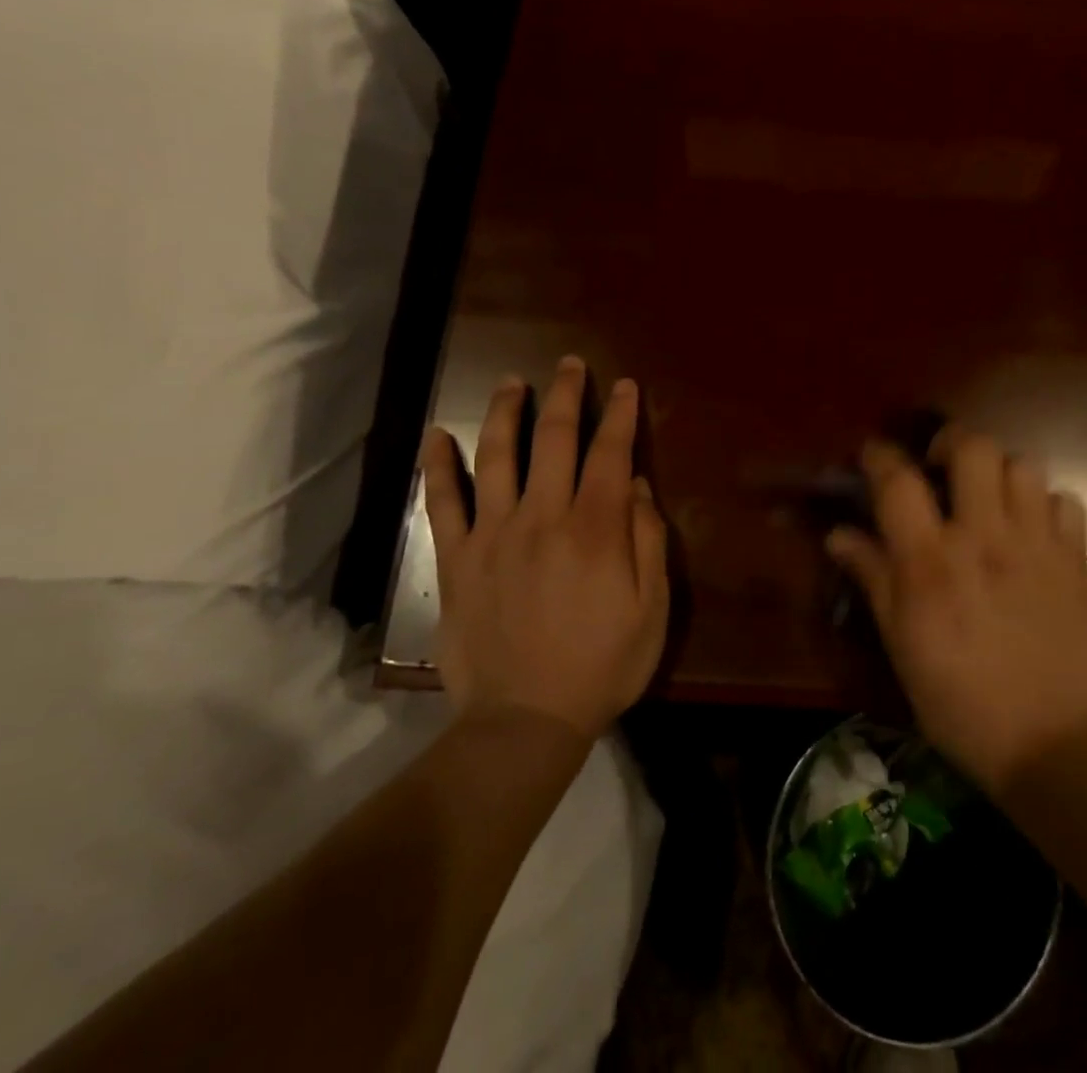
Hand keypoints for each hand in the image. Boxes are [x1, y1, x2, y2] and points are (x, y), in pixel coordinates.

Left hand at [420, 356, 668, 740]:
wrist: (525, 721)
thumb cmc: (601, 666)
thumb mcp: (650, 609)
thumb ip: (647, 540)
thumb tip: (636, 484)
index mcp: (594, 528)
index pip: (609, 453)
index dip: (619, 414)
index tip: (624, 386)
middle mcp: (542, 517)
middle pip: (553, 439)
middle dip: (566, 395)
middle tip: (570, 365)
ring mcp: (493, 535)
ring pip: (496, 456)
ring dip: (505, 412)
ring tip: (512, 382)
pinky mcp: (456, 559)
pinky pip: (442, 503)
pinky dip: (438, 466)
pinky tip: (436, 436)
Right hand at [827, 426, 1086, 792]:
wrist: (1047, 744)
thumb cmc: (956, 698)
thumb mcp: (900, 641)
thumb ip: (872, 576)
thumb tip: (838, 534)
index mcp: (931, 561)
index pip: (899, 481)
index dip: (880, 456)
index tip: (872, 454)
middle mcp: (984, 538)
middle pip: (973, 448)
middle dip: (951, 444)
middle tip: (941, 468)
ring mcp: (1037, 545)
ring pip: (1023, 465)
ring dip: (1000, 473)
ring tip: (989, 499)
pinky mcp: (1075, 561)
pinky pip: (1066, 502)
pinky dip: (1046, 505)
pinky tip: (1032, 529)